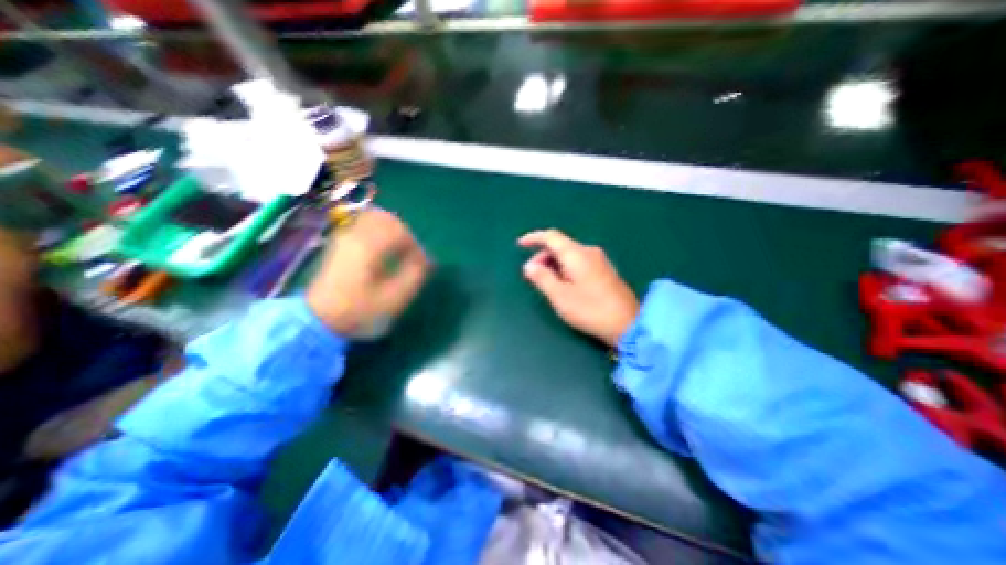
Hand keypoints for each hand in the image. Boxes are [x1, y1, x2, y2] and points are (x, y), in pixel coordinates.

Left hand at [310, 210, 429, 338]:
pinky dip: (380, 230)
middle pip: (387, 219)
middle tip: (412, 254)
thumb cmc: (358, 310)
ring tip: (400, 249)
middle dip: (406, 235)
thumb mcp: (393, 299)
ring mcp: (345, 236)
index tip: (421, 265)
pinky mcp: (341, 241)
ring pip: (374, 218)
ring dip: (393, 230)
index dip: (416, 246)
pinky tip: (384, 247)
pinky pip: (364, 223)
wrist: (318, 319)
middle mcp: (355, 235)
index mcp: (368, 247)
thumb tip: (426, 260)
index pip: (400, 232)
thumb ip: (414, 275)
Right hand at [519, 227, 635, 342]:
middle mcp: (589, 251)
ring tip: (547, 283)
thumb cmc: (590, 310)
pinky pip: (579, 262)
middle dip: (543, 257)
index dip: (534, 238)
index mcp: (576, 254)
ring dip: (554, 264)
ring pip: (569, 255)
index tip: (520, 245)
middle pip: (560, 246)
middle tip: (532, 275)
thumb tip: (529, 266)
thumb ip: (542, 278)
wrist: (628, 324)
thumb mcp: (559, 296)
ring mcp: (599, 260)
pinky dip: (566, 268)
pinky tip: (564, 284)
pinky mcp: (605, 270)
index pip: (551, 237)